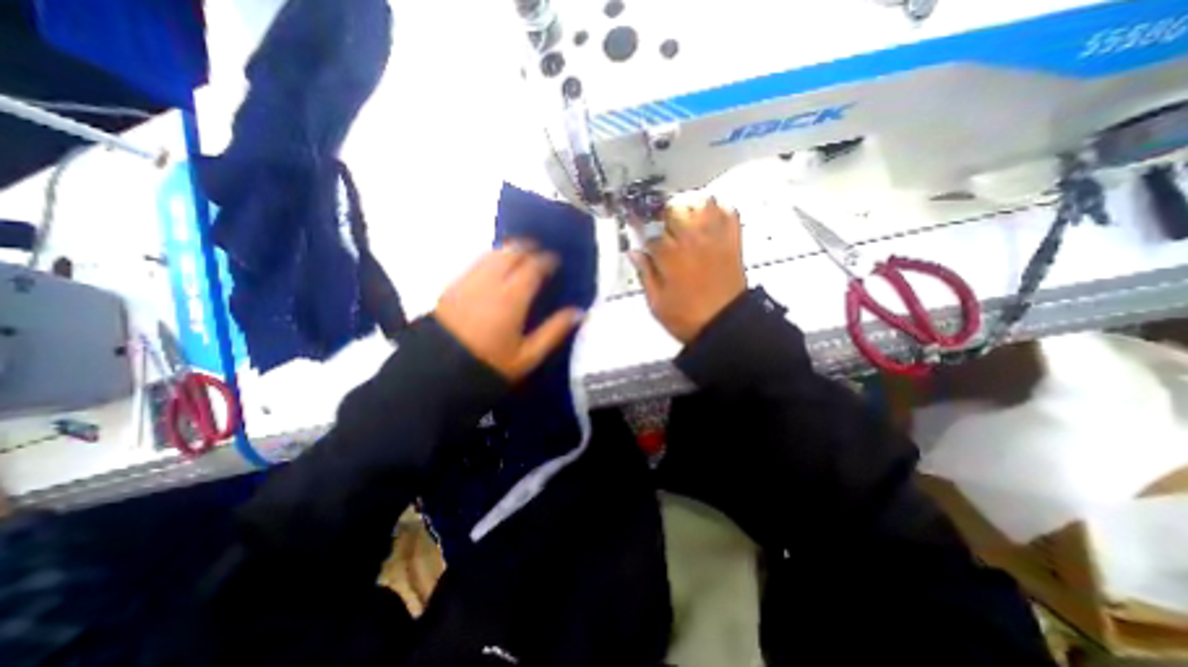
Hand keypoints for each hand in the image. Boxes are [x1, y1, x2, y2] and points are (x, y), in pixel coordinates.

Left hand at [434, 245, 582, 380]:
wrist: (440, 373)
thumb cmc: (490, 365)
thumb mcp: (528, 355)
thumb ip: (554, 331)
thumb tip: (579, 312)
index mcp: (512, 298)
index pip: (533, 267)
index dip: (546, 260)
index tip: (555, 261)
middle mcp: (490, 282)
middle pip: (511, 253)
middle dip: (527, 248)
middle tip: (539, 253)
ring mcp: (468, 282)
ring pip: (492, 254)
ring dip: (508, 250)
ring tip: (519, 256)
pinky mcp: (453, 286)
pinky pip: (476, 262)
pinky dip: (491, 259)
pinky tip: (495, 268)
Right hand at [632, 194, 740, 342]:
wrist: (725, 324)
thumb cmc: (686, 317)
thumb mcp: (656, 303)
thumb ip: (644, 274)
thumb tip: (634, 253)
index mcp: (670, 256)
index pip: (650, 233)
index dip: (642, 233)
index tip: (640, 234)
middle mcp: (692, 240)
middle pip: (675, 208)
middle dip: (665, 216)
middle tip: (663, 228)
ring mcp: (715, 238)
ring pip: (702, 203)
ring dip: (690, 207)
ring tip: (685, 219)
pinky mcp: (733, 241)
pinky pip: (728, 212)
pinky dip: (718, 210)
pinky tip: (708, 219)